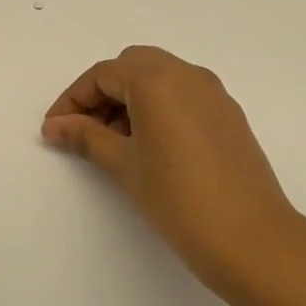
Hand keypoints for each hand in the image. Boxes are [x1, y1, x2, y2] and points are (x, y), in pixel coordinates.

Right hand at [42, 46, 298, 287]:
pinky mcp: (229, 114)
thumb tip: (55, 126)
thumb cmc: (178, 199)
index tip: (54, 130)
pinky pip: (184, 95)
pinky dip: (159, 107)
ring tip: (114, 144)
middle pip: (133, 67)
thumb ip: (86, 137)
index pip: (103, 75)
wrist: (251, 238)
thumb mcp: (124, 165)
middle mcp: (188, 74)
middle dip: (103, 93)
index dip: (73, 100)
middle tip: (84, 132)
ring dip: (131, 99)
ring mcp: (213, 93)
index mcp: (158, 79)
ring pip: (161, 78)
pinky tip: (150, 146)